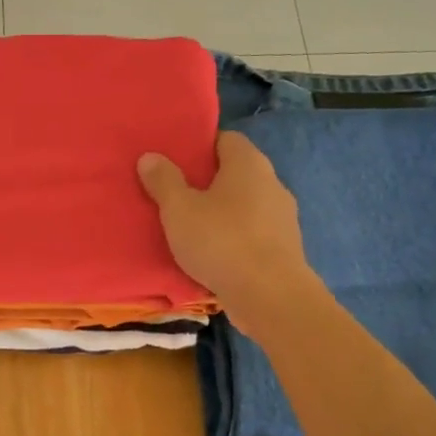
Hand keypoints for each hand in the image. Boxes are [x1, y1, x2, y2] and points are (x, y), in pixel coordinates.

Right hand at [137, 131, 317, 336]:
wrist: (270, 296)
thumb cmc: (221, 241)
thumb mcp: (179, 210)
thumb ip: (163, 181)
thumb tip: (150, 156)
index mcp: (249, 163)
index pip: (225, 139)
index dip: (200, 147)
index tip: (175, 162)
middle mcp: (272, 183)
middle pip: (235, 173)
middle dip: (208, 182)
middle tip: (176, 195)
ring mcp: (283, 217)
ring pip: (245, 205)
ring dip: (222, 213)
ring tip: (191, 227)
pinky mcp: (285, 248)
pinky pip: (252, 233)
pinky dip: (234, 238)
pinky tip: (214, 254)